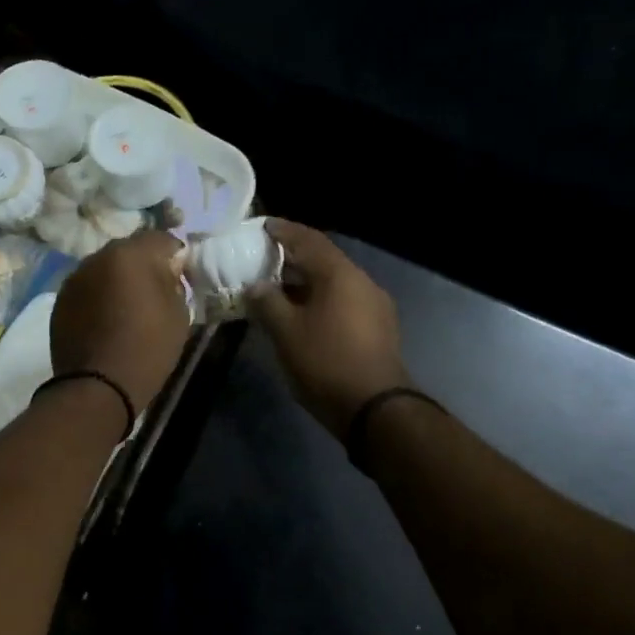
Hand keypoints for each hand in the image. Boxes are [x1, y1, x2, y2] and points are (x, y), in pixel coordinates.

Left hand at [50, 229, 190, 419]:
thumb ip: (174, 283)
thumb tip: (167, 272)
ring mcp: (75, 278)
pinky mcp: (60, 300)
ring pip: (104, 268)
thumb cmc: (148, 348)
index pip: (161, 239)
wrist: (98, 386)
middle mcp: (98, 257)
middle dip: (143, 264)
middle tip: (155, 290)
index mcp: (131, 254)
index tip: (181, 276)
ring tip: (128, 307)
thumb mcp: (179, 314)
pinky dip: (99, 296)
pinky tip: (106, 320)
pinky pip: (88, 288)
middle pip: (129, 250)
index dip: (175, 255)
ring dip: (117, 280)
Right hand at [248, 220, 411, 435]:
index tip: (262, 226)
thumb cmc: (326, 362)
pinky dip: (320, 298)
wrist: (376, 409)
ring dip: (306, 280)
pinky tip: (302, 312)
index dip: (283, 231)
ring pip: (334, 281)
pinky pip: (343, 300)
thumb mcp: (286, 332)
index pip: (308, 239)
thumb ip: (267, 302)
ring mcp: (374, 304)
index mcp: (339, 274)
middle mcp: (361, 281)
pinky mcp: (378, 327)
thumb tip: (256, 285)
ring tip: (277, 286)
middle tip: (264, 257)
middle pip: (323, 258)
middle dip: (293, 256)